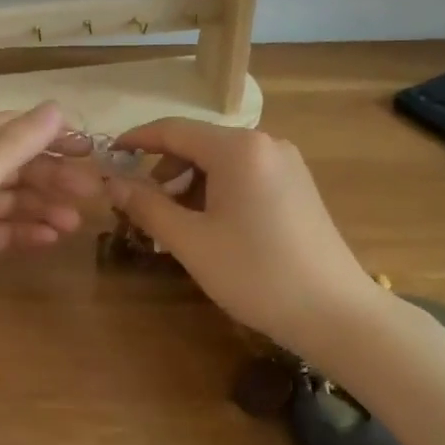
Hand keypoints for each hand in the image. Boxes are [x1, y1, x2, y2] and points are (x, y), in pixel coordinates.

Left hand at [0, 102, 99, 357]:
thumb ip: (15, 143)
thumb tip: (56, 108)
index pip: (9, 127)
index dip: (48, 133)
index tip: (87, 147)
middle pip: (16, 164)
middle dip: (53, 175)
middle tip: (90, 190)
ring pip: (15, 198)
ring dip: (46, 205)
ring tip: (74, 223)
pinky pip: (9, 229)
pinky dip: (30, 230)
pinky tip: (52, 239)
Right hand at [108, 119, 386, 347]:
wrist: (337, 314)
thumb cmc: (256, 273)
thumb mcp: (190, 241)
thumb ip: (146, 206)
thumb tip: (110, 183)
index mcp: (238, 148)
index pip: (173, 130)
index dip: (136, 140)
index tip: (108, 156)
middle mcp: (264, 143)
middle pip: (197, 144)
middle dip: (163, 171)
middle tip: (139, 206)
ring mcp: (286, 164)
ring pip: (220, 162)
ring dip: (188, 185)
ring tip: (172, 224)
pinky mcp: (297, 185)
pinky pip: (243, 175)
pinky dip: (215, 192)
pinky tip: (208, 226)